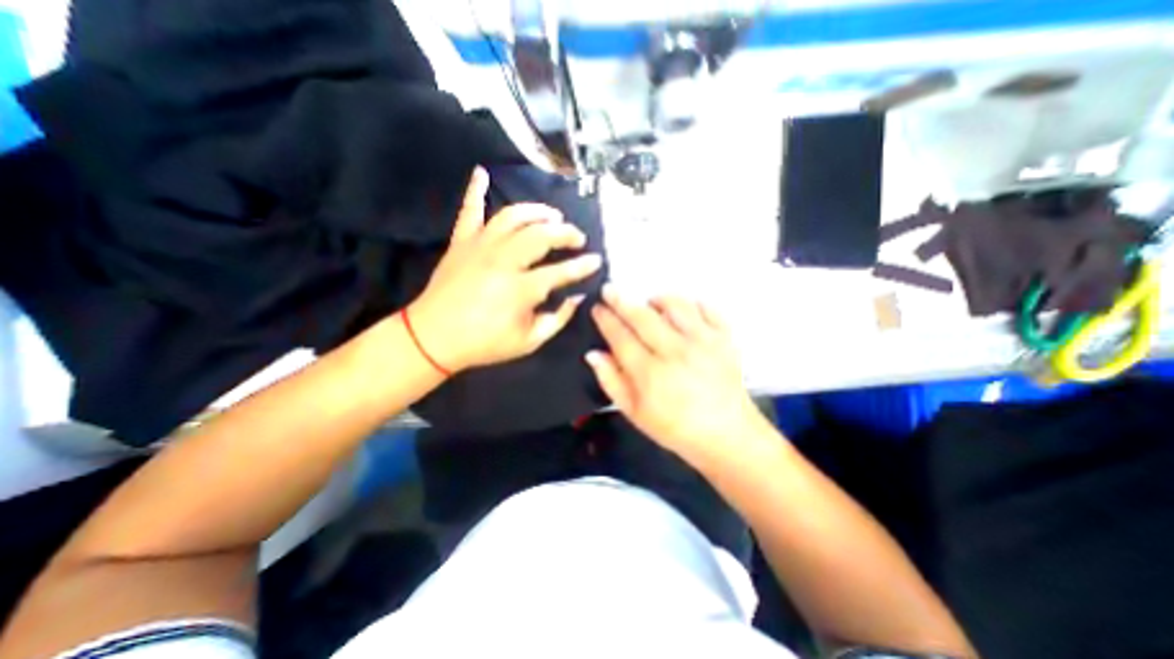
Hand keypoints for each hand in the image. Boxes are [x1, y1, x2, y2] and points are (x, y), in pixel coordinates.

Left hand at [410, 164, 599, 369]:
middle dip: (565, 233)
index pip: (562, 272)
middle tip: (577, 237)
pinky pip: (470, 210)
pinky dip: (476, 190)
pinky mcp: (461, 241)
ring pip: (513, 216)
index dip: (583, 266)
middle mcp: (503, 260)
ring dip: (537, 211)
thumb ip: (558, 319)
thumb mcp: (529, 341)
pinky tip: (482, 172)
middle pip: (542, 235)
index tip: (597, 260)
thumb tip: (577, 297)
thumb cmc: (484, 343)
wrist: (432, 338)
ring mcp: (480, 246)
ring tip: (552, 215)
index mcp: (520, 289)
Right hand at [588, 289, 770, 467]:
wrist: (727, 435)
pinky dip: (693, 304)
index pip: (621, 337)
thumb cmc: (676, 428)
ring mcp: (704, 342)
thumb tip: (594, 353)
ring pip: (675, 304)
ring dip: (657, 299)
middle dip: (621, 300)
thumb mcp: (635, 413)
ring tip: (650, 303)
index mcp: (651, 374)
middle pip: (642, 316)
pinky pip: (707, 308)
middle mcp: (676, 352)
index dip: (606, 319)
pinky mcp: (725, 338)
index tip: (597, 307)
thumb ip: (611, 381)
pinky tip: (684, 312)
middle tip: (609, 290)